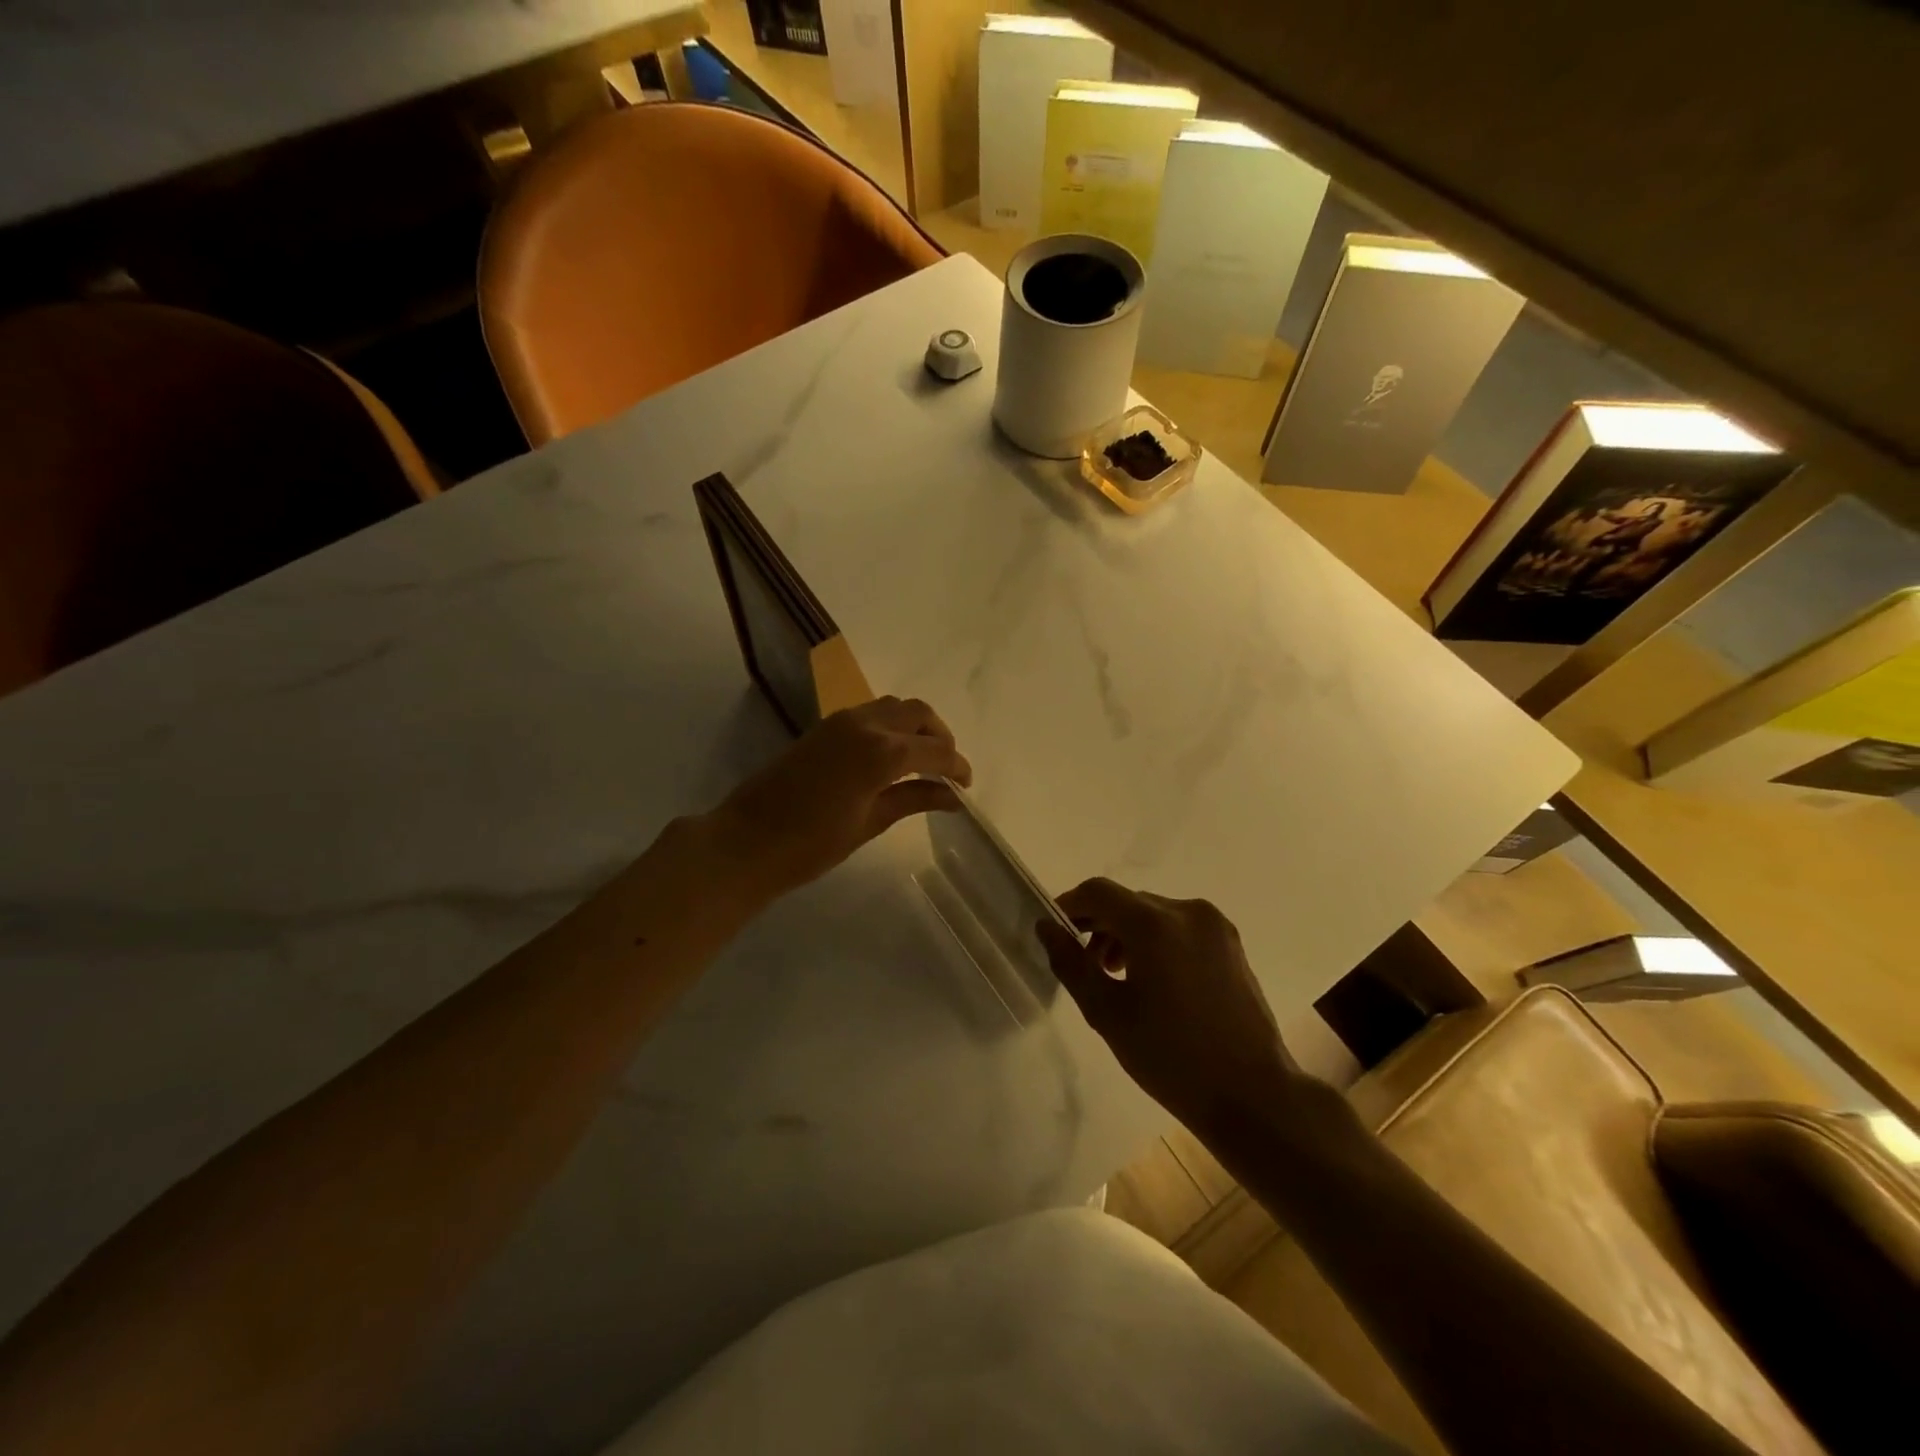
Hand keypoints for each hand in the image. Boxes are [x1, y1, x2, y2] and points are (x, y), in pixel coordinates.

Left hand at [707, 697, 971, 901]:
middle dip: (940, 736)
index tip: (966, 785)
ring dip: (915, 726)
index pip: (936, 749)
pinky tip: (892, 756)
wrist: (747, 841)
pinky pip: (870, 713)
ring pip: (894, 706)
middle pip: (918, 713)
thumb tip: (952, 796)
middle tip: (947, 768)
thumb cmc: (812, 844)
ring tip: (922, 760)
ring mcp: (842, 721)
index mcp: (882, 752)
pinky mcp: (825, 726)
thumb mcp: (870, 823)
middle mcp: (866, 724)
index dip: (957, 766)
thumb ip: (914, 800)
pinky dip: (891, 725)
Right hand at [1037, 879, 1304, 1136]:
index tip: (1055, 933)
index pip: (1098, 892)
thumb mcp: (1107, 1013)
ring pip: (1154, 914)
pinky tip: (1154, 981)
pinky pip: (1180, 928)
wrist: (1253, 1095)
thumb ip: (1070, 963)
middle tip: (1085, 966)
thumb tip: (1046, 927)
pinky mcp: (1232, 944)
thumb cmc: (1171, 1057)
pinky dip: (1157, 941)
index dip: (1070, 906)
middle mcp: (1186, 911)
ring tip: (1117, 977)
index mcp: (1154, 924)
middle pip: (1127, 902)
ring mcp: (1215, 926)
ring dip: (1127, 934)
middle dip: (1099, 925)